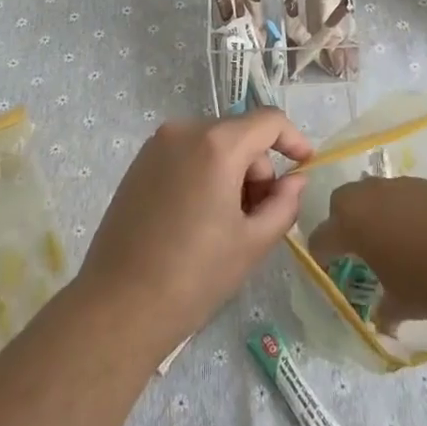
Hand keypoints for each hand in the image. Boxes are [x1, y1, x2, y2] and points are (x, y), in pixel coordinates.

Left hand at [79, 111, 312, 351]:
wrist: (120, 304)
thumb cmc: (195, 275)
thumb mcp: (253, 242)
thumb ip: (284, 203)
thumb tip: (295, 180)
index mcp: (217, 144)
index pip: (268, 121)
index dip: (293, 139)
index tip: (306, 165)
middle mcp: (184, 131)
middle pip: (239, 135)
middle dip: (257, 170)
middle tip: (258, 218)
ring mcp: (156, 145)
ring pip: (213, 145)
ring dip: (231, 173)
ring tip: (226, 225)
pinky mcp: (139, 163)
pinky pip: (186, 155)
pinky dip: (203, 174)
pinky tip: (198, 219)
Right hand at [306, 176, 426, 331]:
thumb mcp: (402, 305)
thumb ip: (384, 310)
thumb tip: (382, 320)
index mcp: (353, 224)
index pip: (322, 236)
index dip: (322, 254)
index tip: (328, 269)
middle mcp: (371, 196)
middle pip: (343, 201)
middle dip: (343, 221)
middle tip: (358, 248)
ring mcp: (402, 185)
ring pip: (375, 192)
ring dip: (376, 212)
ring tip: (394, 240)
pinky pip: (406, 193)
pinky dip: (406, 209)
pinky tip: (425, 233)